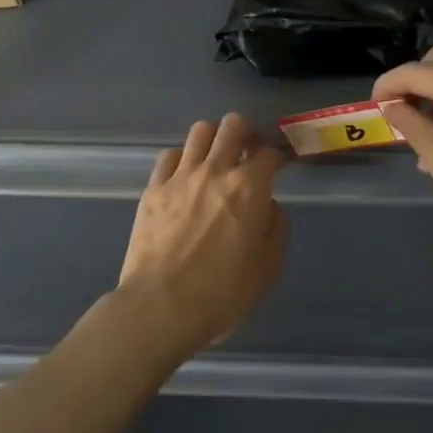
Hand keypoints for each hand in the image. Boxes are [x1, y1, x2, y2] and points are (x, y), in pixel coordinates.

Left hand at [115, 113, 288, 358]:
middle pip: (233, 124)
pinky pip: (170, 155)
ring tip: (216, 159)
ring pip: (200, 130)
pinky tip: (185, 176)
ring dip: (214, 139)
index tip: (279, 166)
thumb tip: (268, 206)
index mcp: (250, 188)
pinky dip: (183, 158)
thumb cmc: (222, 294)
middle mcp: (216, 170)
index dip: (277, 156)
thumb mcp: (268, 268)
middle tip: (248, 153)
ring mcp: (181, 176)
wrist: (161, 307)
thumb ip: (276, 228)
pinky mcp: (154, 188)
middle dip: (246, 133)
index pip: (269, 153)